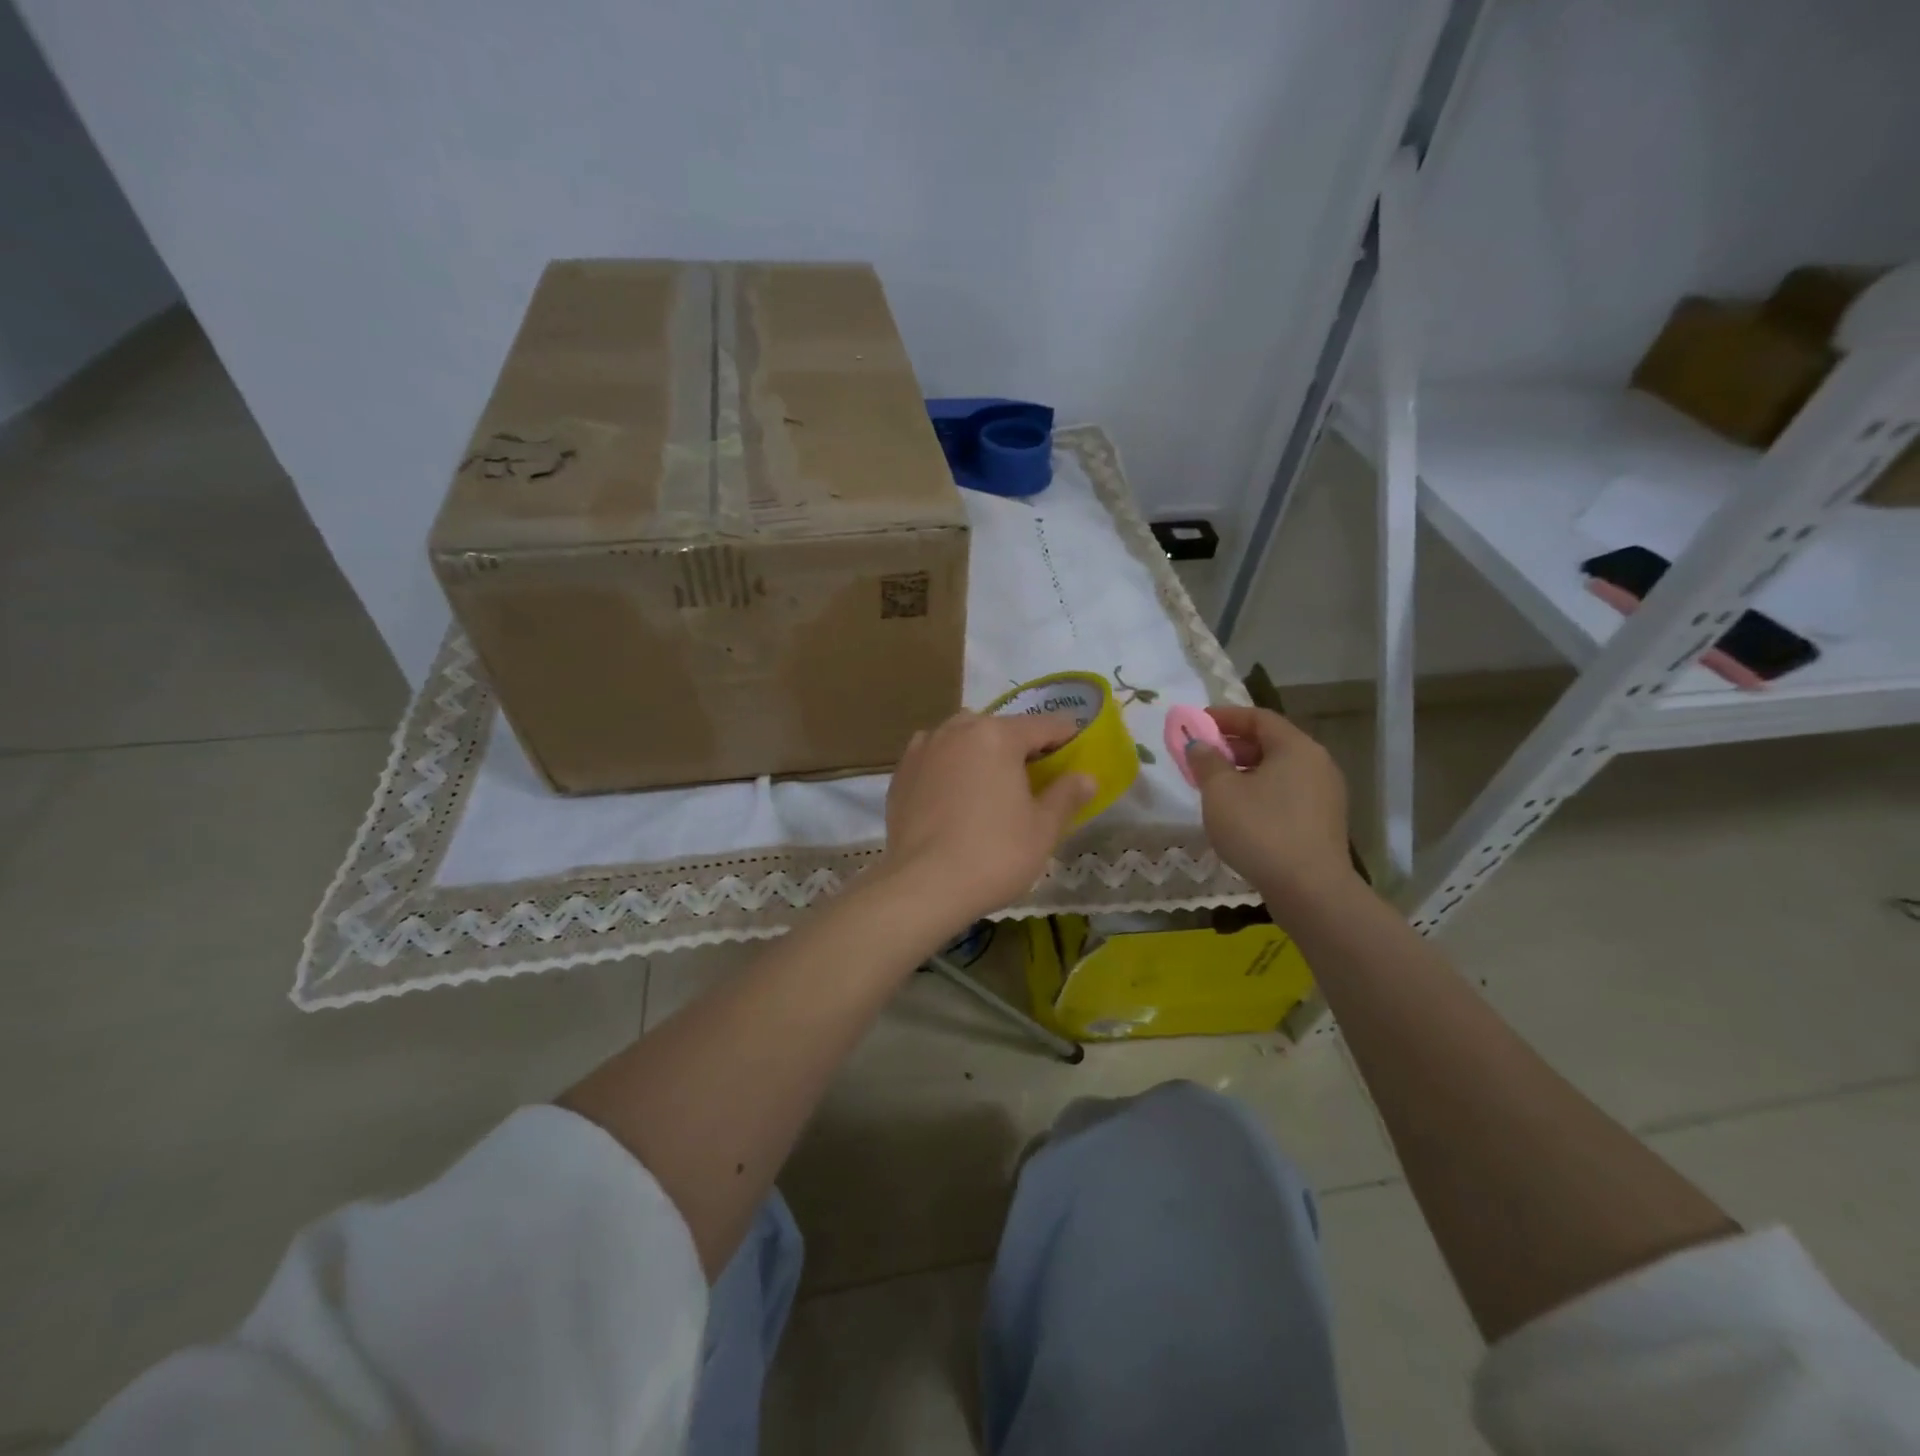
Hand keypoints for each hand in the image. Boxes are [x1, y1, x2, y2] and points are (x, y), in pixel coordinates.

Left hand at [882, 711, 1094, 930]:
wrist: (923, 886)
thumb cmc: (994, 854)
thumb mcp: (1043, 828)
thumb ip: (1066, 795)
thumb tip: (1086, 777)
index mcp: (997, 736)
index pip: (1043, 726)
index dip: (1065, 738)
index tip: (1077, 752)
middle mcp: (957, 730)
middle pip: (999, 728)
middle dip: (1020, 745)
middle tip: (1035, 776)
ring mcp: (924, 749)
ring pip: (962, 738)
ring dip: (980, 750)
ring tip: (991, 782)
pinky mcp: (901, 773)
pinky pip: (934, 758)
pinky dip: (949, 766)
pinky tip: (955, 793)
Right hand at [1189, 706, 1356, 910]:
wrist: (1310, 890)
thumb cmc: (1261, 830)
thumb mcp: (1220, 792)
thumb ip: (1206, 761)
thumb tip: (1199, 745)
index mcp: (1296, 747)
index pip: (1258, 717)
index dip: (1224, 717)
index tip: (1196, 724)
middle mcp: (1317, 763)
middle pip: (1271, 742)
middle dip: (1232, 746)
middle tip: (1201, 757)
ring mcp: (1325, 794)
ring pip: (1279, 770)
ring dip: (1245, 771)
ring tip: (1215, 787)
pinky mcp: (1323, 822)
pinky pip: (1287, 794)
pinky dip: (1260, 792)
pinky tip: (1239, 813)